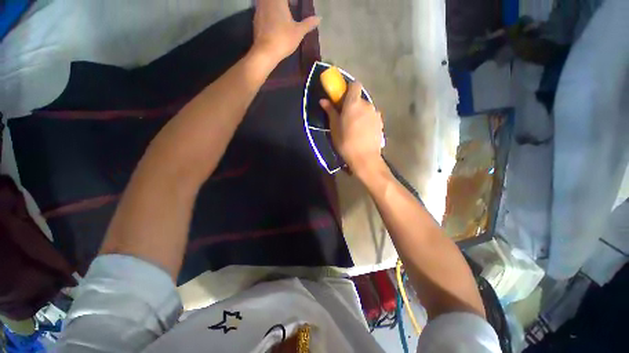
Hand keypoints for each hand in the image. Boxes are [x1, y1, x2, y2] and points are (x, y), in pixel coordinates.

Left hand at [252, 0, 319, 62]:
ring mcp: (259, 9)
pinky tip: (274, 21)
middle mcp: (267, 1)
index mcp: (278, 0)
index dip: (292, 2)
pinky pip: (262, 9)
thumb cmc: (283, 39)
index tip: (296, 5)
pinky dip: (268, 11)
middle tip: (290, 7)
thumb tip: (319, 18)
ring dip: (274, 5)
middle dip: (283, 3)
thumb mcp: (299, 32)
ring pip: (267, 2)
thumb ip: (308, 23)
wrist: (265, 52)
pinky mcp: (256, 19)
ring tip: (283, 13)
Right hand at [320, 82, 384, 176]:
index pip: (355, 85)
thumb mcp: (334, 127)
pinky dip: (367, 120)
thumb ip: (330, 111)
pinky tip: (363, 133)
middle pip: (359, 98)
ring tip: (355, 128)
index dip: (348, 89)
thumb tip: (323, 100)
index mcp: (353, 103)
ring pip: (366, 108)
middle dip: (352, 105)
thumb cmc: (345, 142)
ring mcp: (375, 114)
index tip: (342, 99)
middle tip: (345, 117)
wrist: (364, 157)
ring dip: (360, 113)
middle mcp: (367, 104)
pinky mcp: (380, 123)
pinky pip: (371, 117)